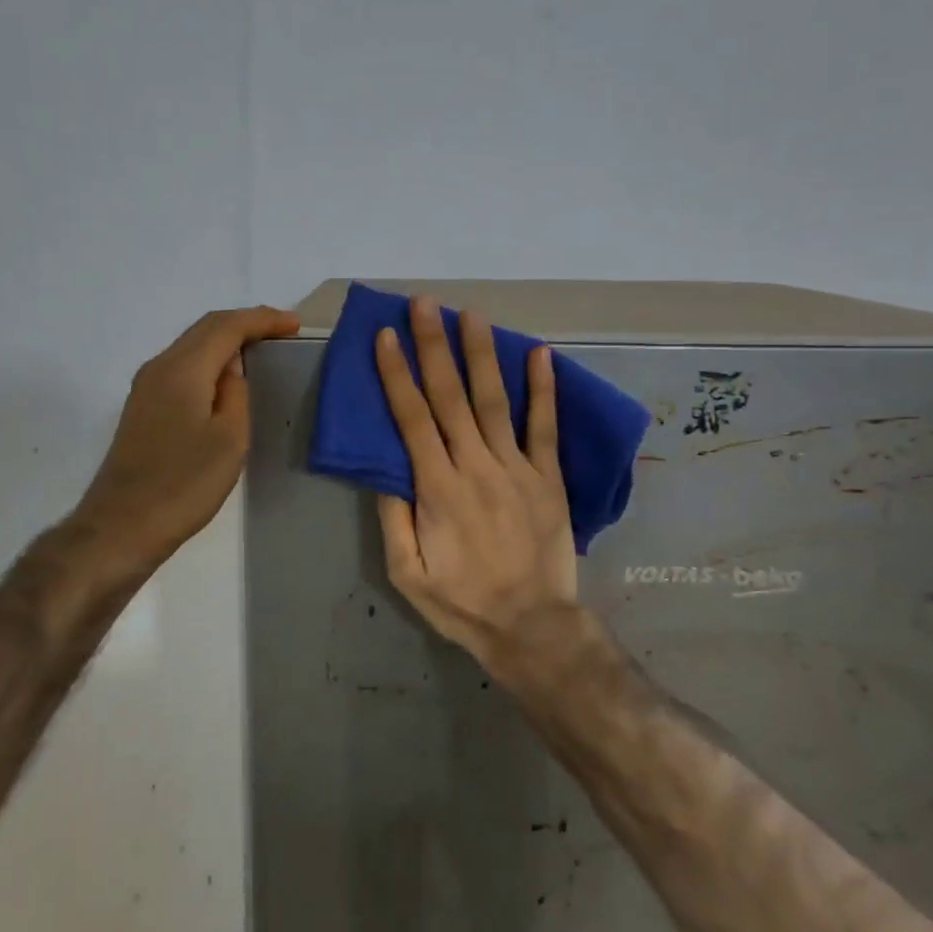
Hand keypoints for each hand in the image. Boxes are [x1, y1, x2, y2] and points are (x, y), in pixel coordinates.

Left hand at [71, 305, 299, 573]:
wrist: (122, 526)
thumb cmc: (184, 484)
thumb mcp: (229, 438)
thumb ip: (236, 393)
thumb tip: (232, 370)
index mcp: (182, 369)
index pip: (226, 326)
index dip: (262, 320)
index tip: (295, 325)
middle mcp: (159, 367)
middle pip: (205, 328)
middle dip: (246, 323)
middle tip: (282, 330)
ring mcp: (146, 387)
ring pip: (192, 345)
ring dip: (227, 340)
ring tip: (261, 348)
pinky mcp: (143, 407)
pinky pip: (183, 366)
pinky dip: (211, 360)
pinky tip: (227, 377)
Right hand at [374, 297, 578, 674]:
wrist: (532, 627)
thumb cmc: (462, 602)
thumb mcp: (407, 573)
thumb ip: (393, 518)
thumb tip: (383, 469)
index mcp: (437, 488)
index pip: (411, 418)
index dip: (397, 374)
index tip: (385, 336)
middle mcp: (476, 466)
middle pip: (450, 396)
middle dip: (434, 346)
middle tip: (424, 304)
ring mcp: (517, 469)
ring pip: (494, 401)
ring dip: (481, 354)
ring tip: (472, 314)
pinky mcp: (549, 478)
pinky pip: (545, 427)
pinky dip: (543, 389)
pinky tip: (540, 354)